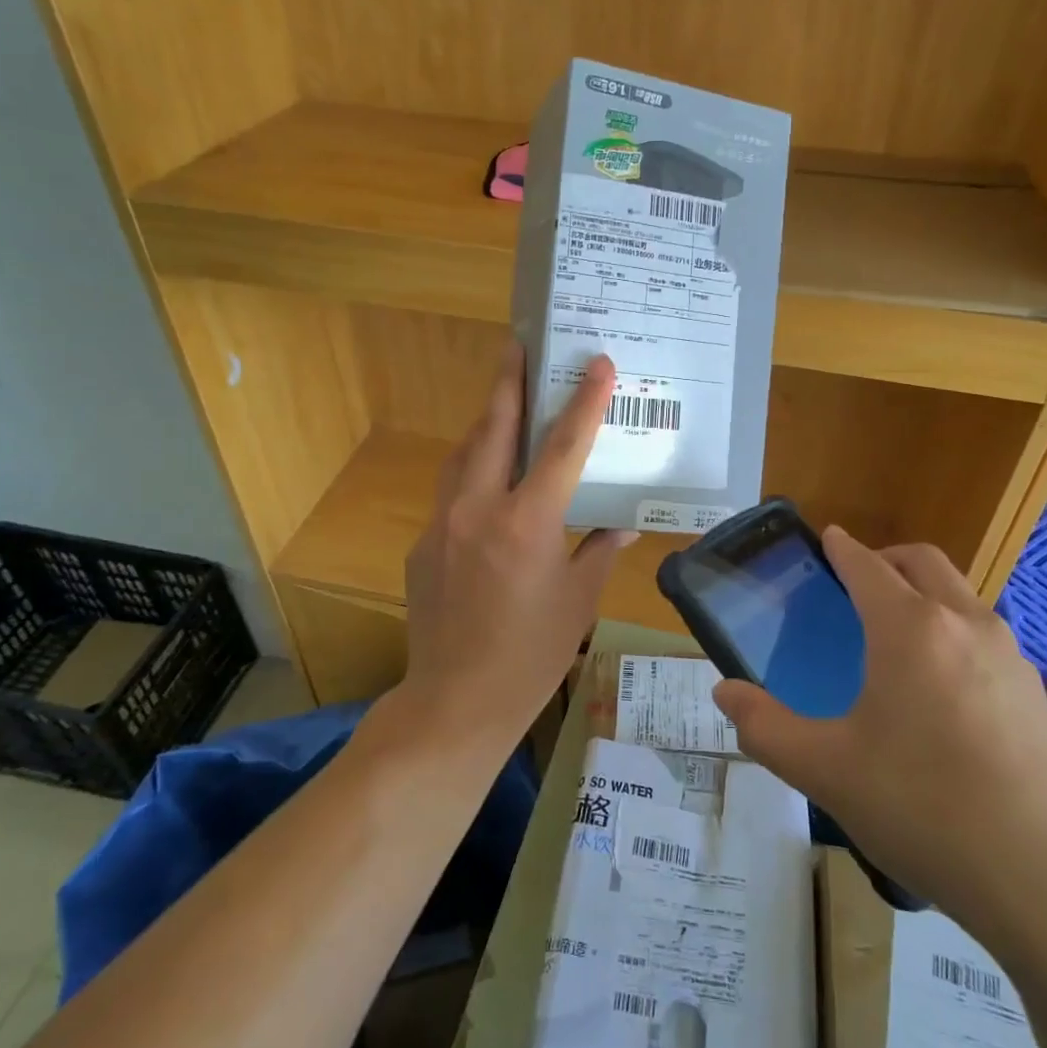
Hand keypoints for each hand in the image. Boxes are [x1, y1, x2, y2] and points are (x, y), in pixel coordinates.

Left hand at [401, 343, 635, 743]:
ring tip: (505, 401)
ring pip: (464, 453)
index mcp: (527, 521)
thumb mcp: (580, 600)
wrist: (455, 702)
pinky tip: (487, 484)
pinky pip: (451, 491)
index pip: (562, 446)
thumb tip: (624, 523)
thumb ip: (600, 550)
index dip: (584, 401)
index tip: (597, 363)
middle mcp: (479, 508)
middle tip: (517, 345)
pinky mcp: (423, 543)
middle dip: (509, 381)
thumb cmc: (531, 655)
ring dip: (487, 421)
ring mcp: (443, 523)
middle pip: (495, 427)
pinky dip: (472, 472)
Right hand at [711, 527, 1046, 945]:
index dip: (842, 548)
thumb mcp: (825, 770)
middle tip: (855, 582)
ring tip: (895, 632)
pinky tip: (941, 684)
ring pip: (960, 594)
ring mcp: (1009, 654)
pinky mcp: (1035, 691)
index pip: (868, 566)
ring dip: (924, 590)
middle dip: (886, 558)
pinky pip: (986, 633)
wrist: (1045, 880)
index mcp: (909, 628)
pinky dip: (954, 627)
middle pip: (923, 561)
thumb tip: (724, 692)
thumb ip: (765, 726)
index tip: (828, 537)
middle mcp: (964, 623)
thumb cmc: (922, 807)